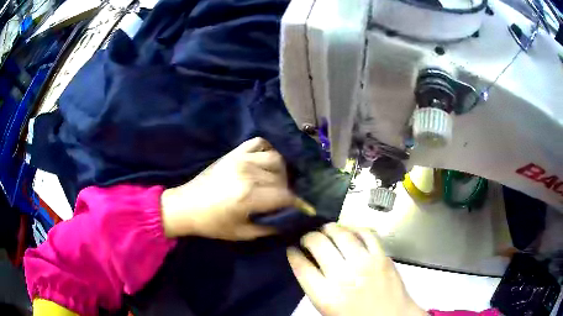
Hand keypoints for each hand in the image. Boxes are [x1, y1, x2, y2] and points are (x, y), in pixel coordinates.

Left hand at [161, 137, 297, 239]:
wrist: (187, 205)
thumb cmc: (213, 223)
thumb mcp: (242, 233)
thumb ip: (269, 227)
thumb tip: (290, 219)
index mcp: (248, 195)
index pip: (285, 196)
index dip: (298, 203)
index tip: (304, 209)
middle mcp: (248, 173)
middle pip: (282, 177)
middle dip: (288, 190)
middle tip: (285, 200)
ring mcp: (241, 159)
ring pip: (275, 158)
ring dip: (281, 171)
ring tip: (277, 181)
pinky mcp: (234, 152)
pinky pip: (259, 143)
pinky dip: (268, 150)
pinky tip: (266, 162)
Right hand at [287, 223, 425, 315]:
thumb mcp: (327, 309)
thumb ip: (315, 287)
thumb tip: (307, 263)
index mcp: (326, 296)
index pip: (302, 266)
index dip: (293, 254)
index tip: (293, 250)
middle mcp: (344, 277)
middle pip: (318, 244)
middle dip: (308, 237)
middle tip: (307, 238)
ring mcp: (365, 264)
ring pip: (342, 234)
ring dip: (329, 228)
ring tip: (326, 229)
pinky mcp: (382, 256)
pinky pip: (367, 233)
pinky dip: (355, 228)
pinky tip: (349, 230)